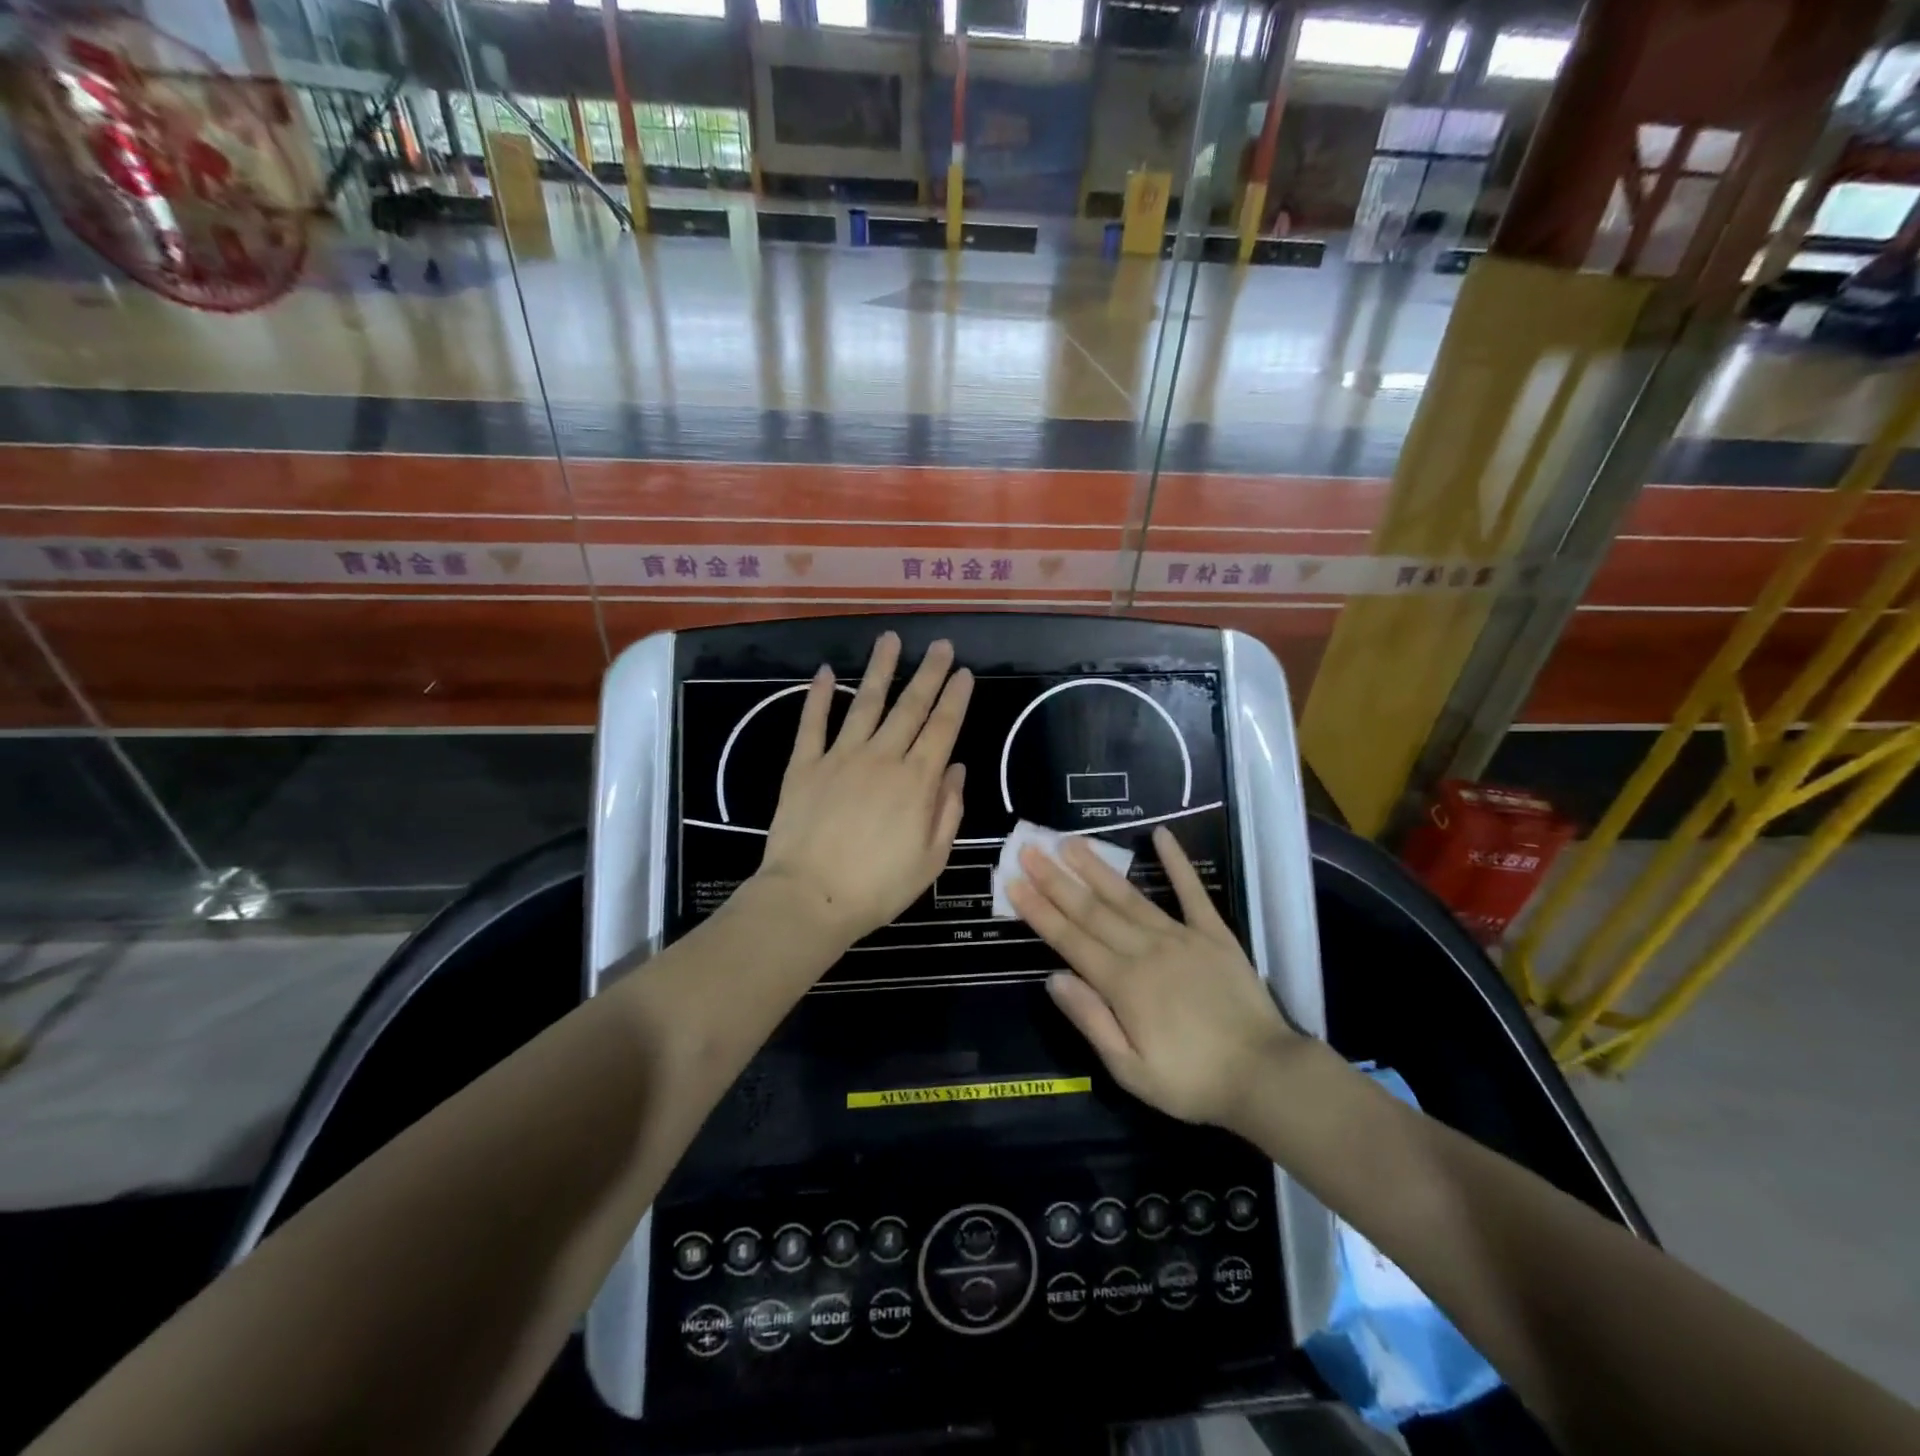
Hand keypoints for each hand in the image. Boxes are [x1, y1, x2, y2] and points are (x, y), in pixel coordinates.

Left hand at [755, 632, 972, 946]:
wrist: (810, 898)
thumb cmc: (878, 887)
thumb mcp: (931, 859)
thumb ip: (948, 810)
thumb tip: (957, 769)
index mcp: (917, 781)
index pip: (943, 728)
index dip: (956, 698)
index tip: (964, 672)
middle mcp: (882, 758)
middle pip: (910, 706)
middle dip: (929, 673)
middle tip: (941, 645)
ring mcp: (840, 757)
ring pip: (865, 703)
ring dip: (880, 669)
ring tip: (890, 639)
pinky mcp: (804, 765)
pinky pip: (812, 723)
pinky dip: (819, 696)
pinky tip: (825, 672)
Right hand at [1007, 825, 1298, 1129]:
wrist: (1266, 1076)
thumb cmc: (1192, 1081)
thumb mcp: (1130, 1070)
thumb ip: (1091, 1020)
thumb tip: (1054, 978)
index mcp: (1123, 984)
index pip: (1069, 940)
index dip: (1039, 911)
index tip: (1014, 882)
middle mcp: (1145, 950)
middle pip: (1092, 910)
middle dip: (1056, 880)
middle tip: (1030, 849)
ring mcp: (1181, 937)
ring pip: (1129, 896)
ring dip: (1097, 868)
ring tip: (1070, 842)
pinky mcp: (1214, 934)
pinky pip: (1192, 892)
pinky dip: (1176, 862)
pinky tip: (1161, 835)